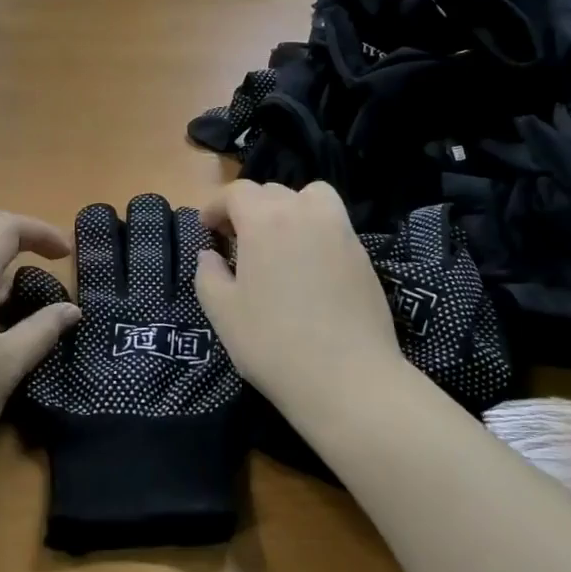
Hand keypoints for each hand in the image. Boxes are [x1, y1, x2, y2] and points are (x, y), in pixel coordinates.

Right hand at [194, 181, 407, 415]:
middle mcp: (305, 213)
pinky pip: (333, 224)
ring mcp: (340, 231)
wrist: (348, 379)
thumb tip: (210, 255)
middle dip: (249, 208)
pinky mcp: (363, 254)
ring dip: (289, 208)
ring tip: (279, 241)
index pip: (238, 192)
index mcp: (266, 220)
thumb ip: (208, 275)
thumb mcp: (223, 313)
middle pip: (272, 191)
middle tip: (237, 240)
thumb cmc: (274, 344)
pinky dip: (315, 229)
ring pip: (311, 197)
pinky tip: (308, 267)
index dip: (217, 206)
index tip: (207, 228)